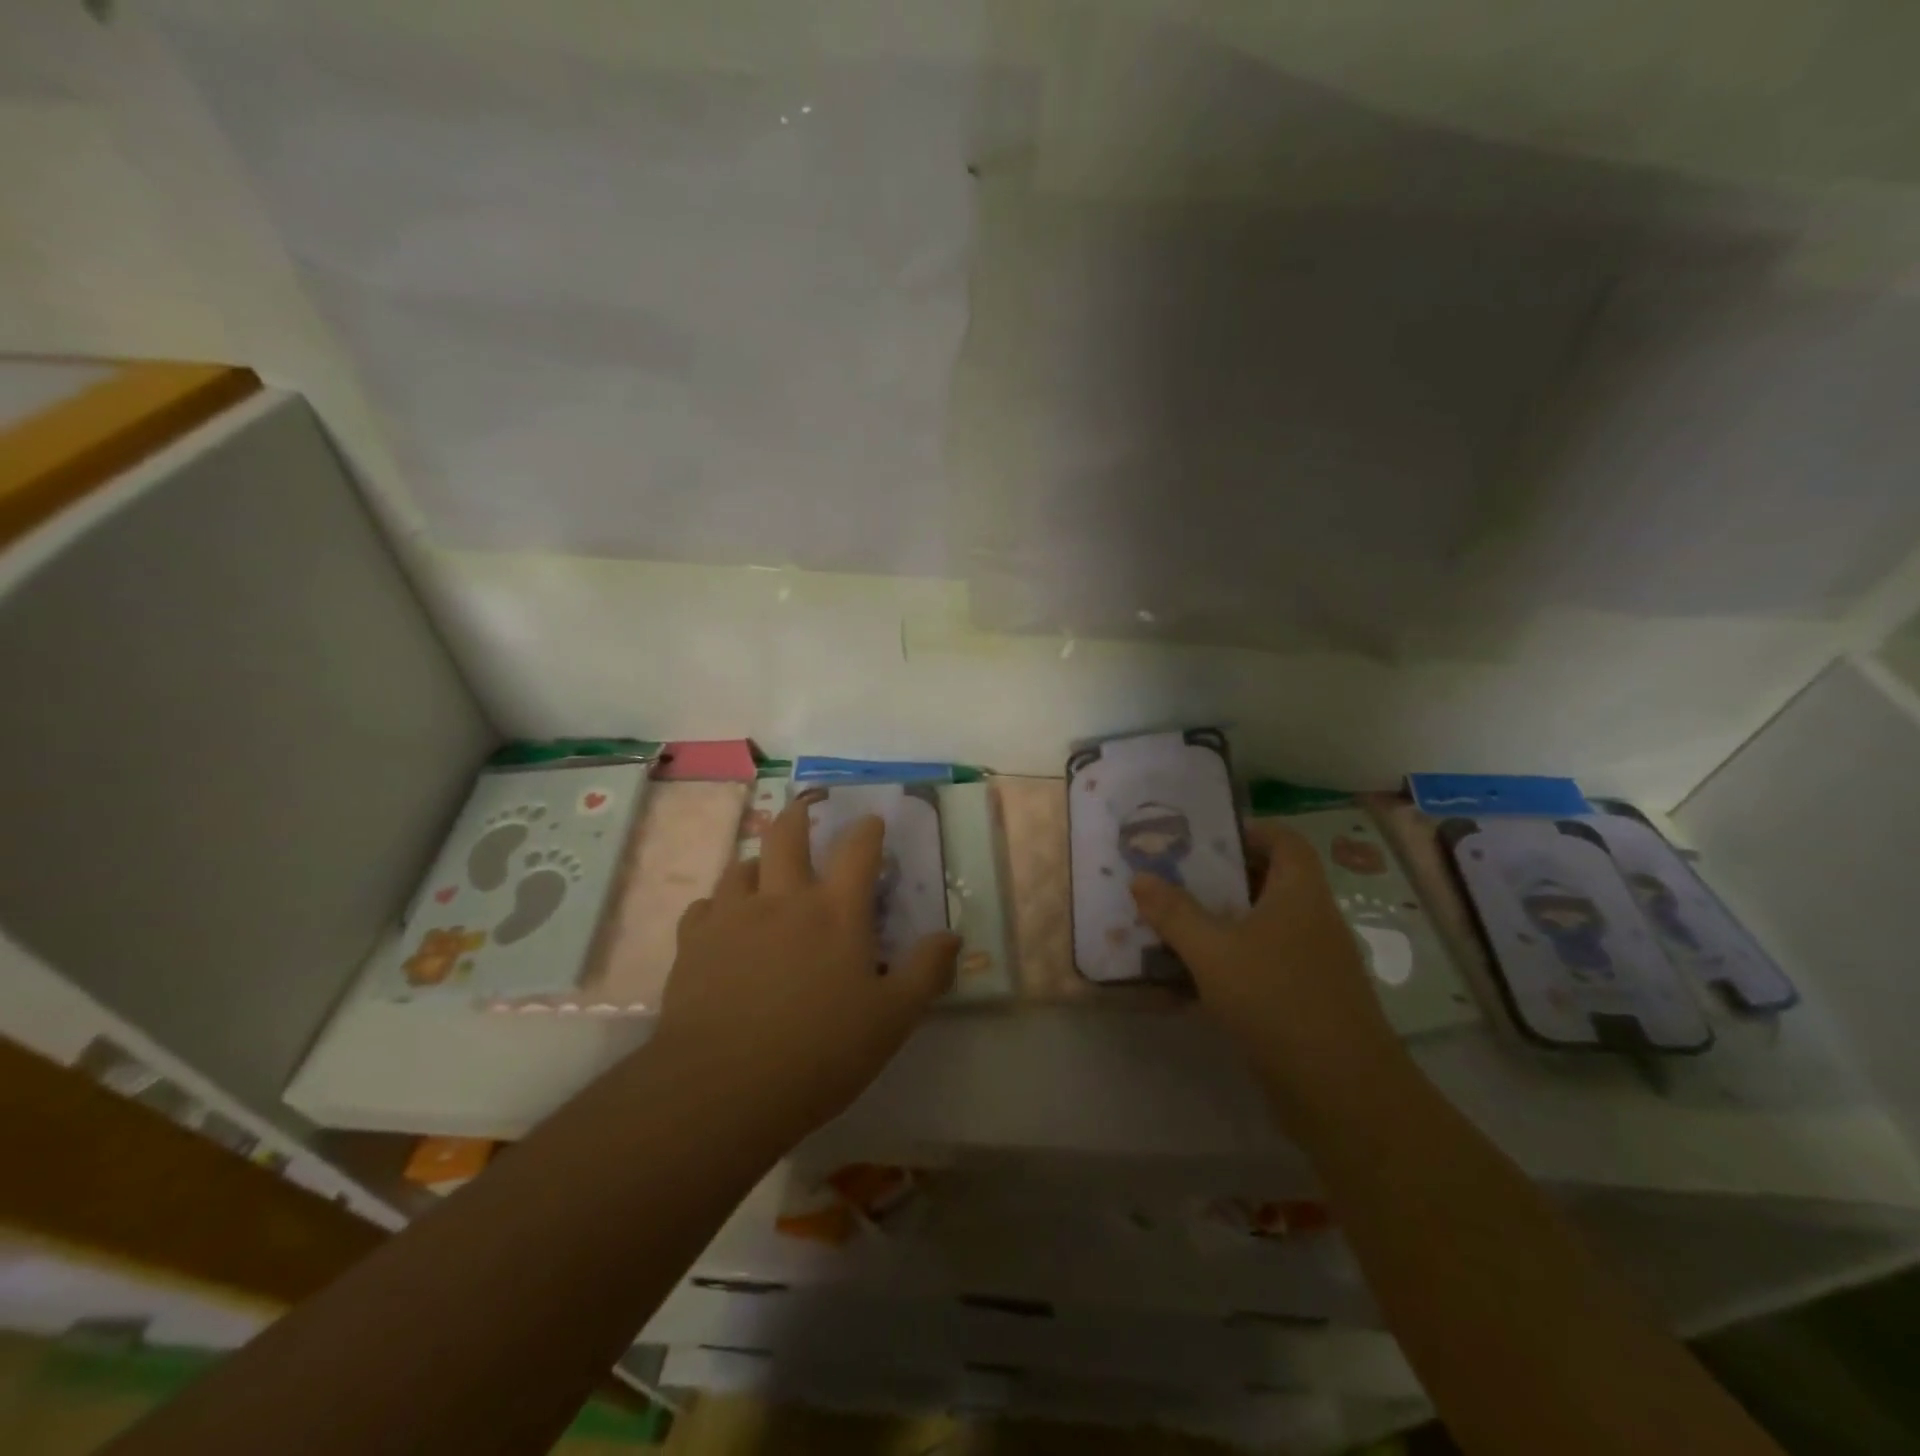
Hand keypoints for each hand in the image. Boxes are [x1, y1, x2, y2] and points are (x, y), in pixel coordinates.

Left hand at [651, 791, 960, 1140]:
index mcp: (836, 912)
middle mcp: (783, 899)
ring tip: (763, 869)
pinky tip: (721, 922)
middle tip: (808, 807)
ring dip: (757, 860)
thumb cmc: (819, 1052)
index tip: (872, 820)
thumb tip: (953, 936)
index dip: (868, 829)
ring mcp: (733, 916)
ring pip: (741, 865)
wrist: (723, 1087)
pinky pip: (705, 906)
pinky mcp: (694, 942)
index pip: (858, 851)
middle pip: (787, 835)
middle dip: (801, 814)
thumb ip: (925, 972)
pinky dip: (718, 905)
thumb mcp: (892, 1019)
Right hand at [1130, 821, 1400, 1091]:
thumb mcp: (1213, 951)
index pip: (1285, 841)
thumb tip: (1140, 877)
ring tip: (1173, 922)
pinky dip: (1232, 960)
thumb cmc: (1278, 1000)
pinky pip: (1264, 963)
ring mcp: (1313, 963)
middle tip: (1173, 877)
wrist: (1342, 1093)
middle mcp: (1313, 921)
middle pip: (1270, 882)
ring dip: (1222, 922)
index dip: (1248, 831)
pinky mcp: (1306, 1000)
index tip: (1203, 838)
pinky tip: (1193, 976)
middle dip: (1221, 878)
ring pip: (1263, 926)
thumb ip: (1174, 913)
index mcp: (1301, 894)